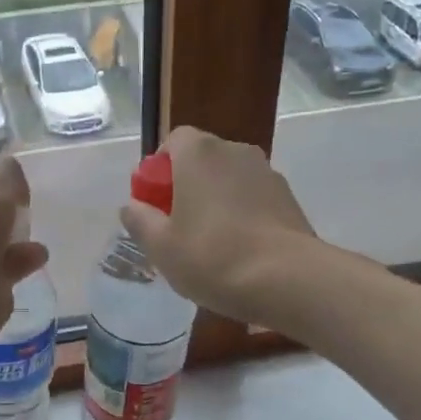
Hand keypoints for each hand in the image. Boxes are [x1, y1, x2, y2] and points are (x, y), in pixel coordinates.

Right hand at [120, 126, 317, 324]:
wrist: (288, 278)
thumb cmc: (213, 257)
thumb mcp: (161, 246)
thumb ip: (140, 220)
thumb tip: (132, 206)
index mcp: (200, 154)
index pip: (174, 140)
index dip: (160, 168)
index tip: (156, 201)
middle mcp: (236, 152)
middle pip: (204, 159)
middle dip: (188, 184)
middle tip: (178, 225)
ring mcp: (268, 173)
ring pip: (231, 180)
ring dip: (217, 200)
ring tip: (211, 243)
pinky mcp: (289, 198)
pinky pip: (254, 198)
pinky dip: (243, 214)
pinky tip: (240, 250)